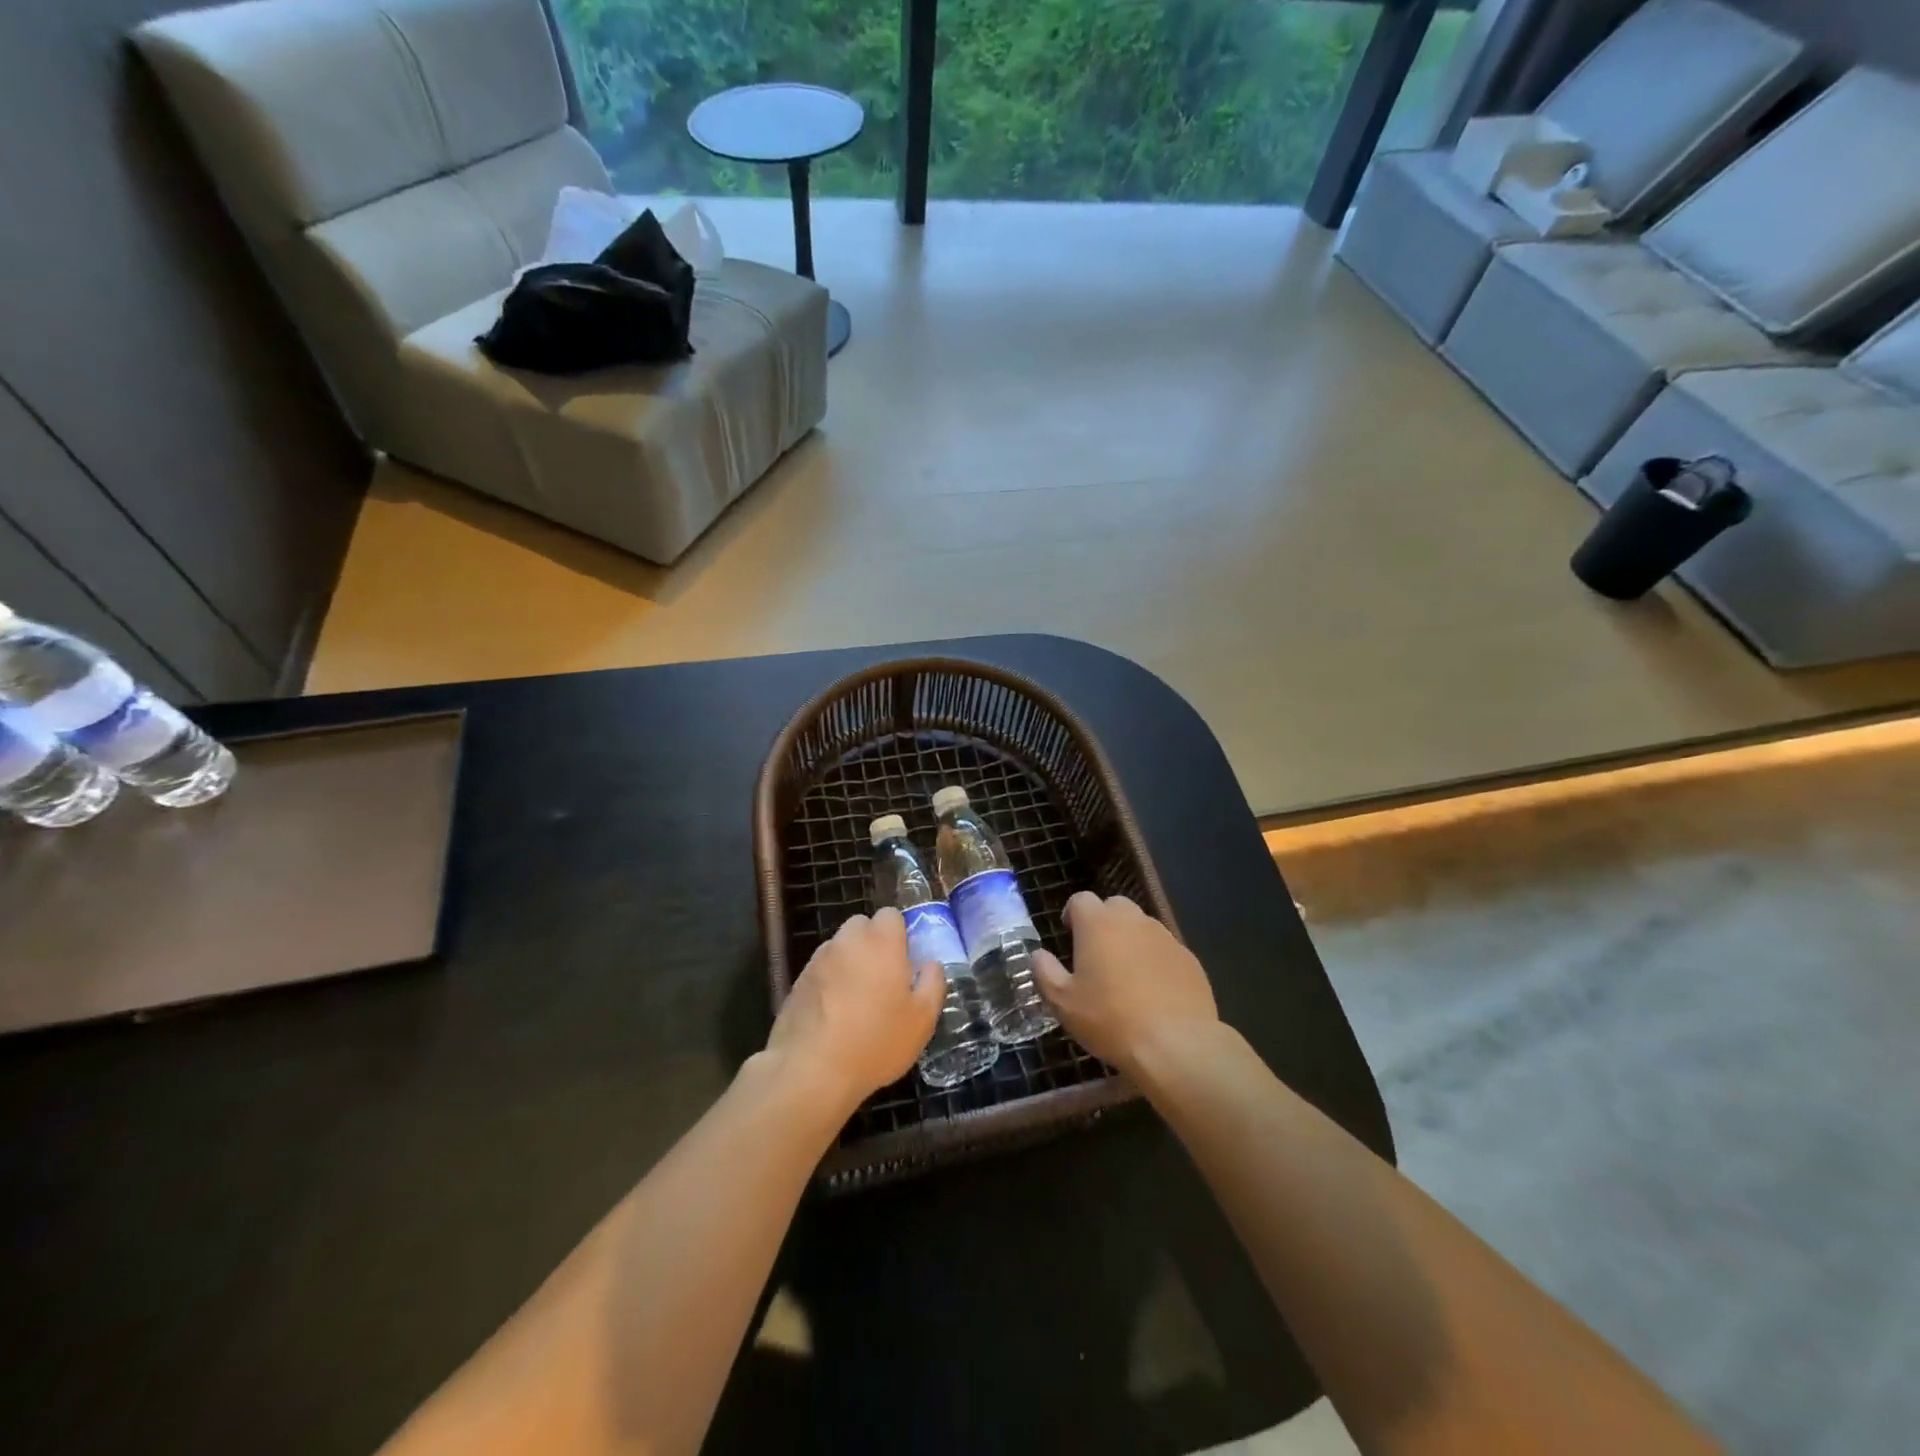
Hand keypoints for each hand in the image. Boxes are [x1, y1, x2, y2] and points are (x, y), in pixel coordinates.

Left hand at [763, 907, 943, 1116]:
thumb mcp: (922, 1019)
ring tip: (856, 1001)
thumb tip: (930, 964)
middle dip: (872, 944)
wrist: (811, 1069)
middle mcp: (847, 941)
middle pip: (862, 926)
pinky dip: (829, 982)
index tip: (904, 962)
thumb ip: (932, 983)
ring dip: (849, 962)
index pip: (891, 915)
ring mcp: (818, 959)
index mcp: (881, 942)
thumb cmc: (876, 1041)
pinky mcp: (797, 981)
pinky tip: (833, 1015)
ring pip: (840, 948)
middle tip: (883, 979)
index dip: (899, 934)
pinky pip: (821, 971)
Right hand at [1033, 892, 1218, 1076]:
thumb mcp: (1062, 1002)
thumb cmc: (1110, 1019)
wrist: (1175, 1044)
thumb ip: (1044, 972)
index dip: (1072, 915)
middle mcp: (1132, 920)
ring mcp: (1164, 937)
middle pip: (1113, 906)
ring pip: (1141, 926)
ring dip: (1130, 940)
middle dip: (1102, 922)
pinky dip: (1155, 960)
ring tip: (1125, 975)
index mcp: (1098, 924)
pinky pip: (1164, 949)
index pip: (1080, 900)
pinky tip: (1153, 991)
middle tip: (1096, 954)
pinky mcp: (1189, 958)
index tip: (1069, 937)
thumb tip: (1038, 955)